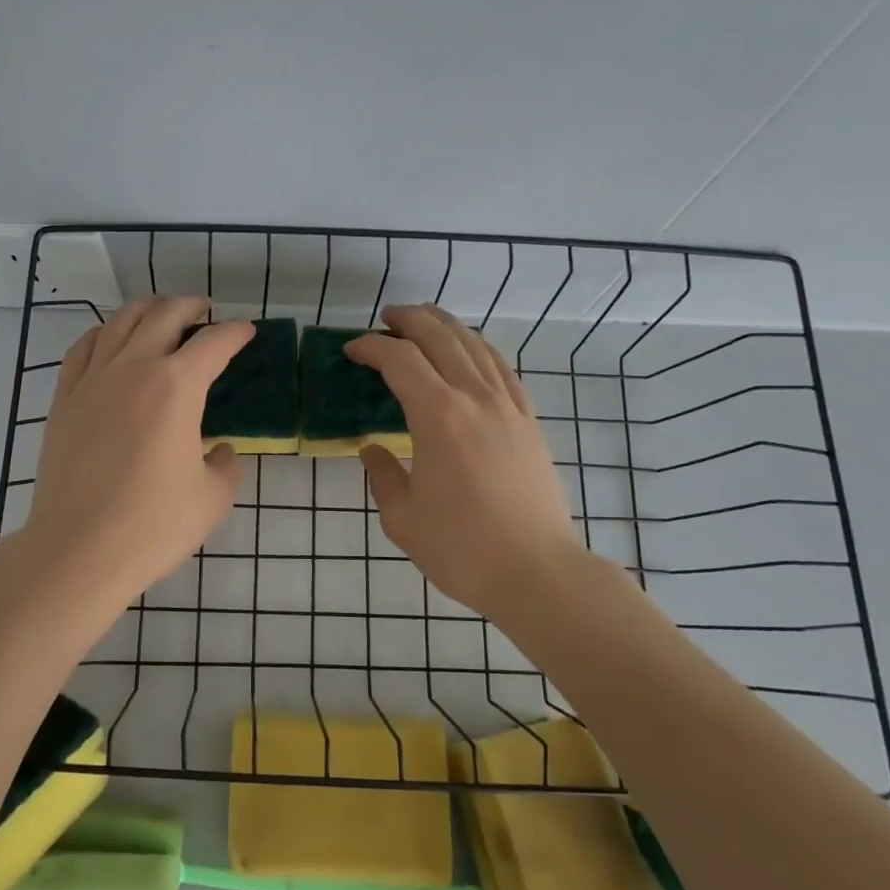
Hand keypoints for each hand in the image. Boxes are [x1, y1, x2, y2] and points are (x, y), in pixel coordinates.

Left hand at [23, 297, 253, 608]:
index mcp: (177, 386)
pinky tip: (112, 340)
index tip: (246, 332)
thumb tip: (221, 452)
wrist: (79, 549)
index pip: (214, 343)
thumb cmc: (153, 525)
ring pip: (121, 321)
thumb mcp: (213, 498)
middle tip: (205, 311)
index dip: (235, 333)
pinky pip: (84, 347)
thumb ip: (226, 465)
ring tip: (161, 314)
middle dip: (190, 306)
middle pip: (164, 315)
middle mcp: (134, 368)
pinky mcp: (64, 397)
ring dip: (147, 309)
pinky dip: (105, 332)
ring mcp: (93, 379)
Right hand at [345, 305, 585, 619]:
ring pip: (476, 346)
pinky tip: (471, 351)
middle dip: (410, 320)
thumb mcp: (403, 518)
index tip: (352, 350)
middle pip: (441, 338)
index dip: (372, 347)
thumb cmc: (462, 548)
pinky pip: (502, 368)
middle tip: (385, 318)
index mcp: (439, 417)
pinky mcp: (529, 421)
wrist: (537, 572)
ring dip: (447, 326)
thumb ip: (383, 476)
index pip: (400, 361)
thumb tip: (373, 450)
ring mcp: (508, 406)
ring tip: (425, 320)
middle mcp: (476, 398)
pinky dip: (480, 348)